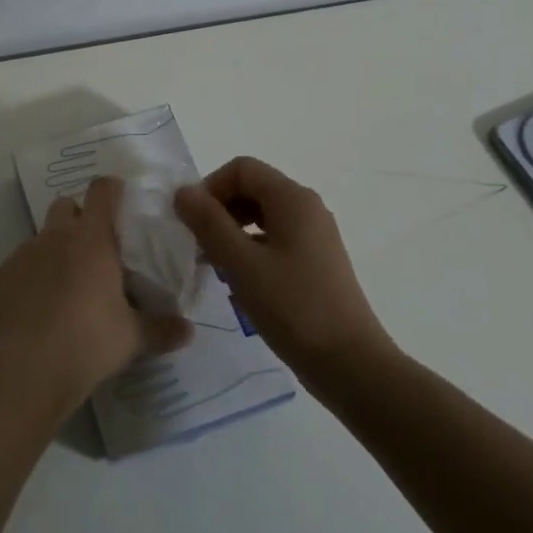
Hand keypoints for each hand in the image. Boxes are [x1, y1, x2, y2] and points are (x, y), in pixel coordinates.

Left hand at [0, 175, 193, 404]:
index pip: (102, 191)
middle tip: (93, 248)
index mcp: (92, 239)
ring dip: (52, 250)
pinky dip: (27, 278)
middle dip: (78, 217)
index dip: (112, 190)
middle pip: (65, 205)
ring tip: (63, 285)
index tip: (120, 200)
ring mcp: (22, 254)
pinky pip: (16, 267)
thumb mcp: (133, 337)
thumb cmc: (90, 341)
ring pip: (39, 237)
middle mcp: (55, 236)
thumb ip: (162, 329)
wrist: (29, 368)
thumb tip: (189, 331)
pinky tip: (35, 308)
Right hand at [173, 156, 397, 381]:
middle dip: (219, 210)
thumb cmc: (293, 308)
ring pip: (262, 215)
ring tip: (214, 265)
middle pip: (252, 188)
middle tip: (199, 245)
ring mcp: (314, 236)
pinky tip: (238, 282)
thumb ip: (208, 223)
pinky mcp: (315, 262)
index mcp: (293, 199)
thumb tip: (182, 191)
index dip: (210, 187)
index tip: (192, 223)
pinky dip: (250, 249)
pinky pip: (274, 239)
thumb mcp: (241, 263)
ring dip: (231, 231)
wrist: (350, 364)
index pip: (241, 168)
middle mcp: (307, 208)